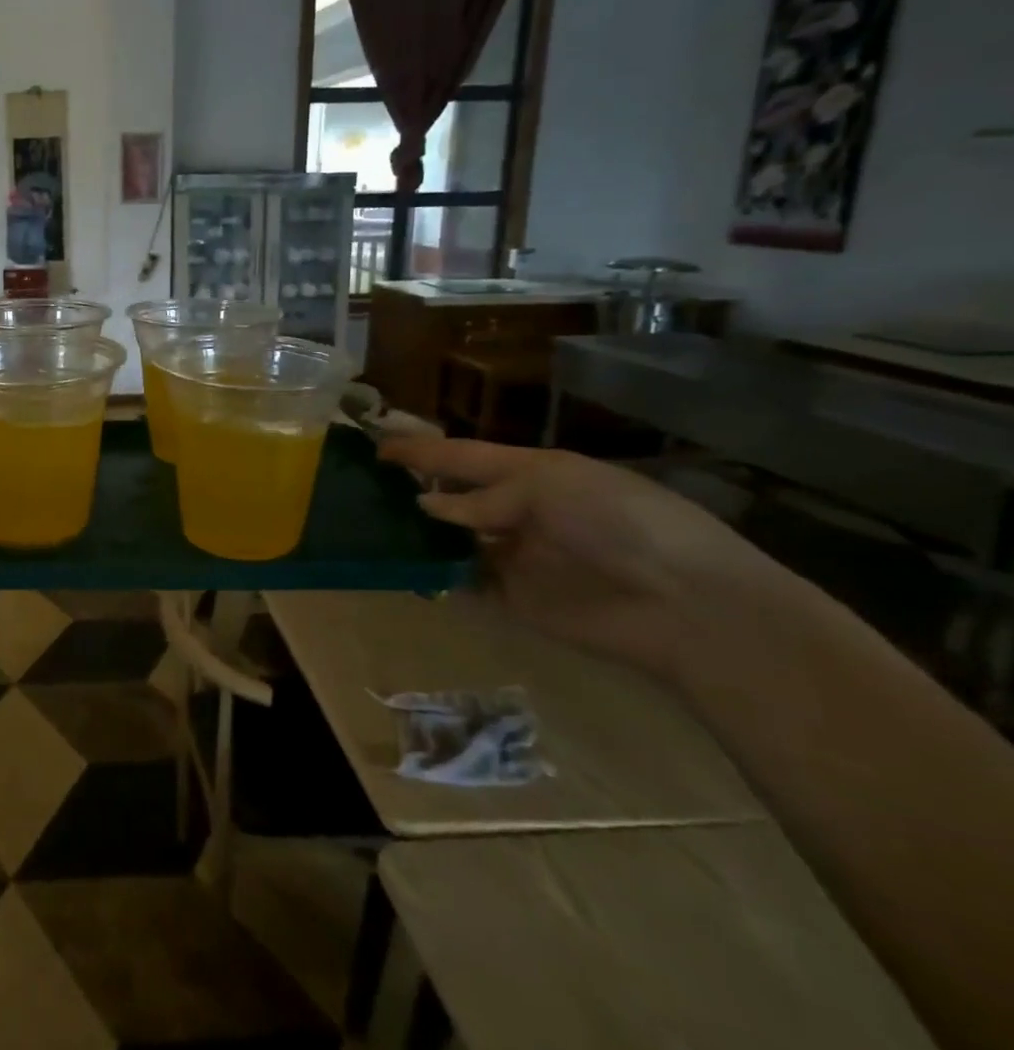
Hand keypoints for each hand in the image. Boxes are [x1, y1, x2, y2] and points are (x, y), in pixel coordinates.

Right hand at [381, 436, 813, 680]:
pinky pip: (461, 580)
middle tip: (361, 486)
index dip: (419, 449)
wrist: (687, 605)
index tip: (374, 444)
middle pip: (451, 495)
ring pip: (450, 538)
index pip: (462, 455)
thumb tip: (427, 505)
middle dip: (411, 487)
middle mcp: (516, 510)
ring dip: (415, 532)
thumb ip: (482, 497)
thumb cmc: (620, 523)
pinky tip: (398, 567)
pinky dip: (432, 574)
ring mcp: (512, 554)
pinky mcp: (512, 597)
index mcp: (531, 472)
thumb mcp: (549, 488)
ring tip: (368, 525)